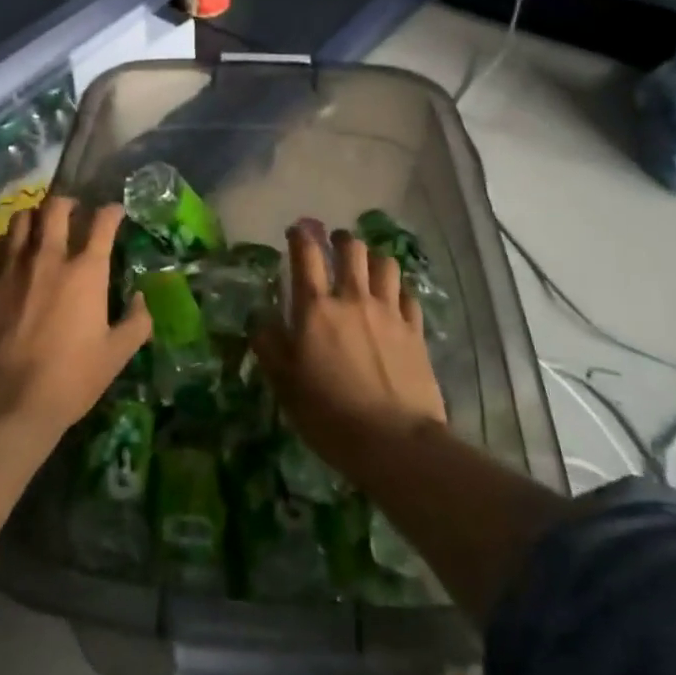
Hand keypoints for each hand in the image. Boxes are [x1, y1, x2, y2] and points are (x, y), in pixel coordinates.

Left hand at [0, 195, 151, 438]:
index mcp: (86, 272)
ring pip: (20, 220)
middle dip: (67, 203)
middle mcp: (48, 258)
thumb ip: (135, 323)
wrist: (5, 402)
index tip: (114, 213)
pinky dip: (3, 243)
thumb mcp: (115, 357)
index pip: (102, 223)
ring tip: (38, 228)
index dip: (111, 212)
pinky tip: (7, 253)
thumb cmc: (68, 380)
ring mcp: (11, 267)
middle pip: (56, 208)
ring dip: (34, 218)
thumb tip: (143, 299)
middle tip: (72, 212)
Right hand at [250, 219, 448, 475]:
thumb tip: (260, 317)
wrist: (396, 443)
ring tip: (366, 267)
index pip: (306, 254)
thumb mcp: (284, 384)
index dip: (300, 236)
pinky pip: (407, 295)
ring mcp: (389, 312)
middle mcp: (353, 298)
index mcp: (316, 308)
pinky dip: (398, 290)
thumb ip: (268, 344)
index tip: (296, 231)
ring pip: (385, 263)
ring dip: (373, 259)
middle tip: (334, 245)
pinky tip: (393, 300)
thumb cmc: (330, 415)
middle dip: (341, 239)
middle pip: (351, 248)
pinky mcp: (415, 331)